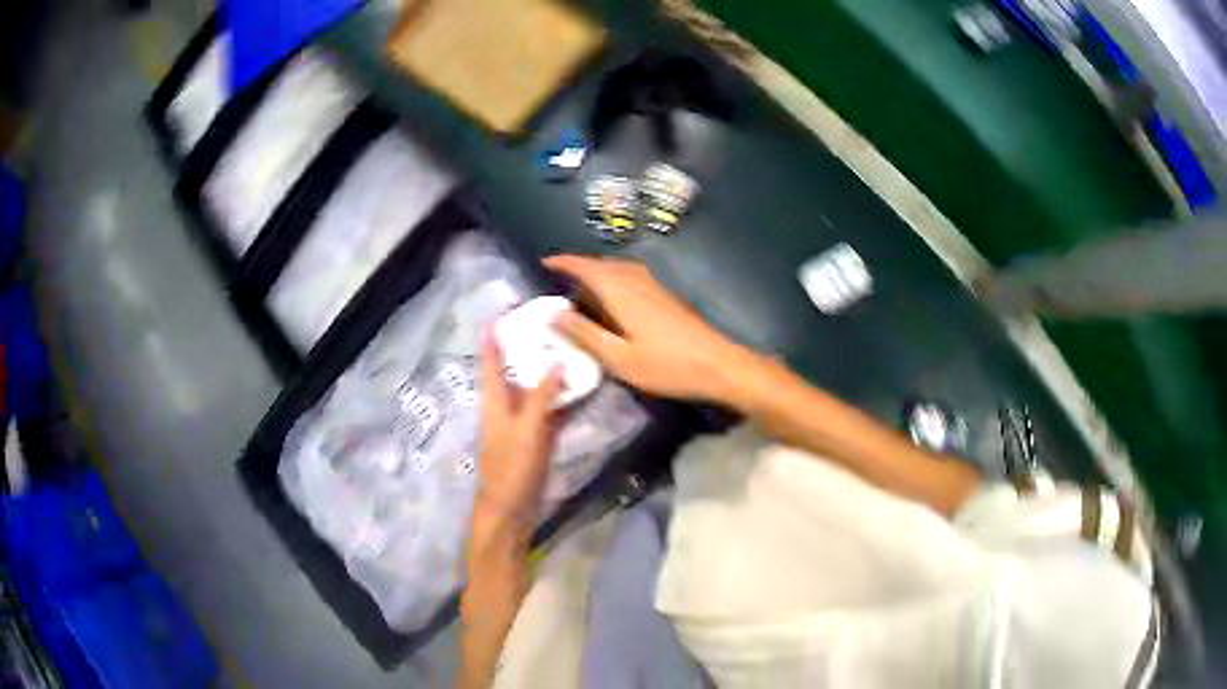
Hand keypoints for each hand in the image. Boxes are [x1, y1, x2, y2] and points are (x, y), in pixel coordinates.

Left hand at [474, 333, 562, 533]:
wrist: (511, 510)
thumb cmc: (511, 469)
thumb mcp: (526, 430)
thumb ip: (541, 396)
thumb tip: (557, 361)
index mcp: (494, 399)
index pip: (490, 357)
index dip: (495, 332)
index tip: (509, 307)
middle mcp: (506, 404)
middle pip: (515, 367)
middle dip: (529, 345)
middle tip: (554, 321)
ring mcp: (523, 420)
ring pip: (536, 387)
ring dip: (550, 369)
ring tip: (572, 346)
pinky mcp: (538, 436)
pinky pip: (551, 409)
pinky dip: (563, 396)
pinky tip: (581, 385)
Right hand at [543, 255, 756, 403]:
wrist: (717, 364)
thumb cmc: (666, 366)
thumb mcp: (619, 358)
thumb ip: (586, 335)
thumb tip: (555, 314)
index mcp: (622, 293)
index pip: (588, 268)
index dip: (565, 263)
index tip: (545, 261)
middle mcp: (638, 281)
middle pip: (604, 264)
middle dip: (580, 264)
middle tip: (559, 274)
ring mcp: (655, 287)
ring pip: (620, 268)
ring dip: (599, 268)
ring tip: (582, 282)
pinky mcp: (666, 296)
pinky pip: (632, 275)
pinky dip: (615, 276)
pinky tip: (614, 294)